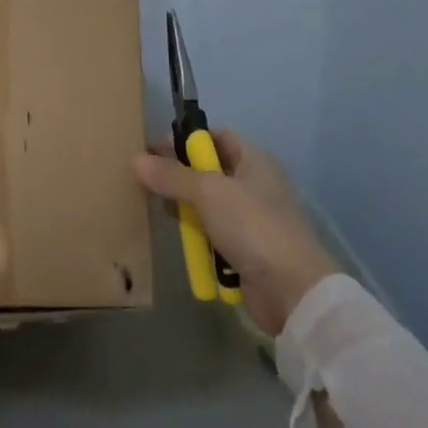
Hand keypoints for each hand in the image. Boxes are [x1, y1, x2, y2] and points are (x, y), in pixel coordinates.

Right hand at [133, 129, 340, 336]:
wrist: (291, 290)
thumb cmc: (252, 226)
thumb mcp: (208, 193)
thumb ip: (172, 176)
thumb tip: (136, 159)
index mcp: (255, 160)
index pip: (217, 137)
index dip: (186, 140)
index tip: (154, 152)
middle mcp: (255, 184)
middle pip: (210, 171)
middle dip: (180, 175)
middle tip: (147, 182)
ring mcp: (252, 218)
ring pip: (209, 204)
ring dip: (186, 208)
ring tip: (158, 209)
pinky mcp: (246, 248)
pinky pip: (214, 232)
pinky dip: (197, 234)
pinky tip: (179, 237)